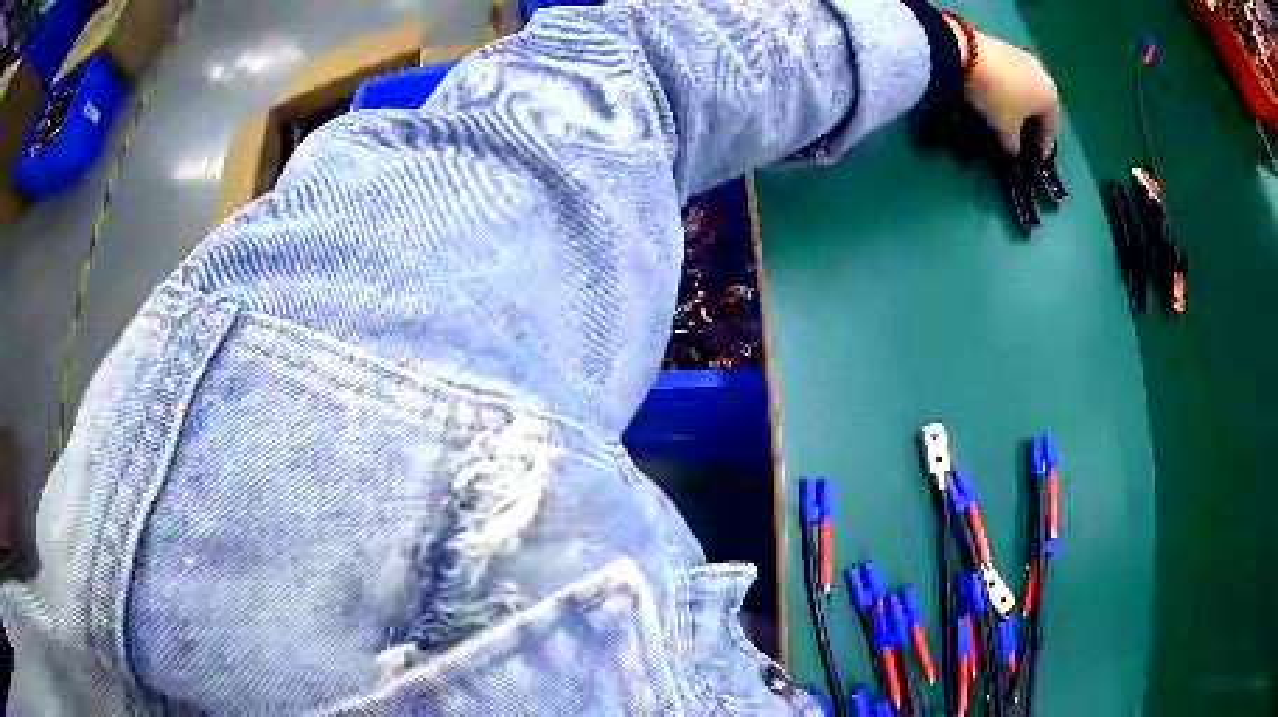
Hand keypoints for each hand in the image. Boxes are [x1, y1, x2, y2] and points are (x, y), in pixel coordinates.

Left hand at [945, 17, 1060, 157]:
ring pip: (1029, 89)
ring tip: (1013, 117)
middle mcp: (1043, 75)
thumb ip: (1013, 142)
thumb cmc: (996, 96)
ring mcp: (1025, 57)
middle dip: (1035, 123)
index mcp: (1050, 97)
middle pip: (1042, 106)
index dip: (1044, 144)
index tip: (1037, 156)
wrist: (967, 52)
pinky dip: (1012, 89)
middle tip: (1027, 138)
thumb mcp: (1005, 126)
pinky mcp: (1005, 46)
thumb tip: (1013, 149)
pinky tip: (1002, 95)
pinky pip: (1014, 75)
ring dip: (1023, 104)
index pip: (1052, 127)